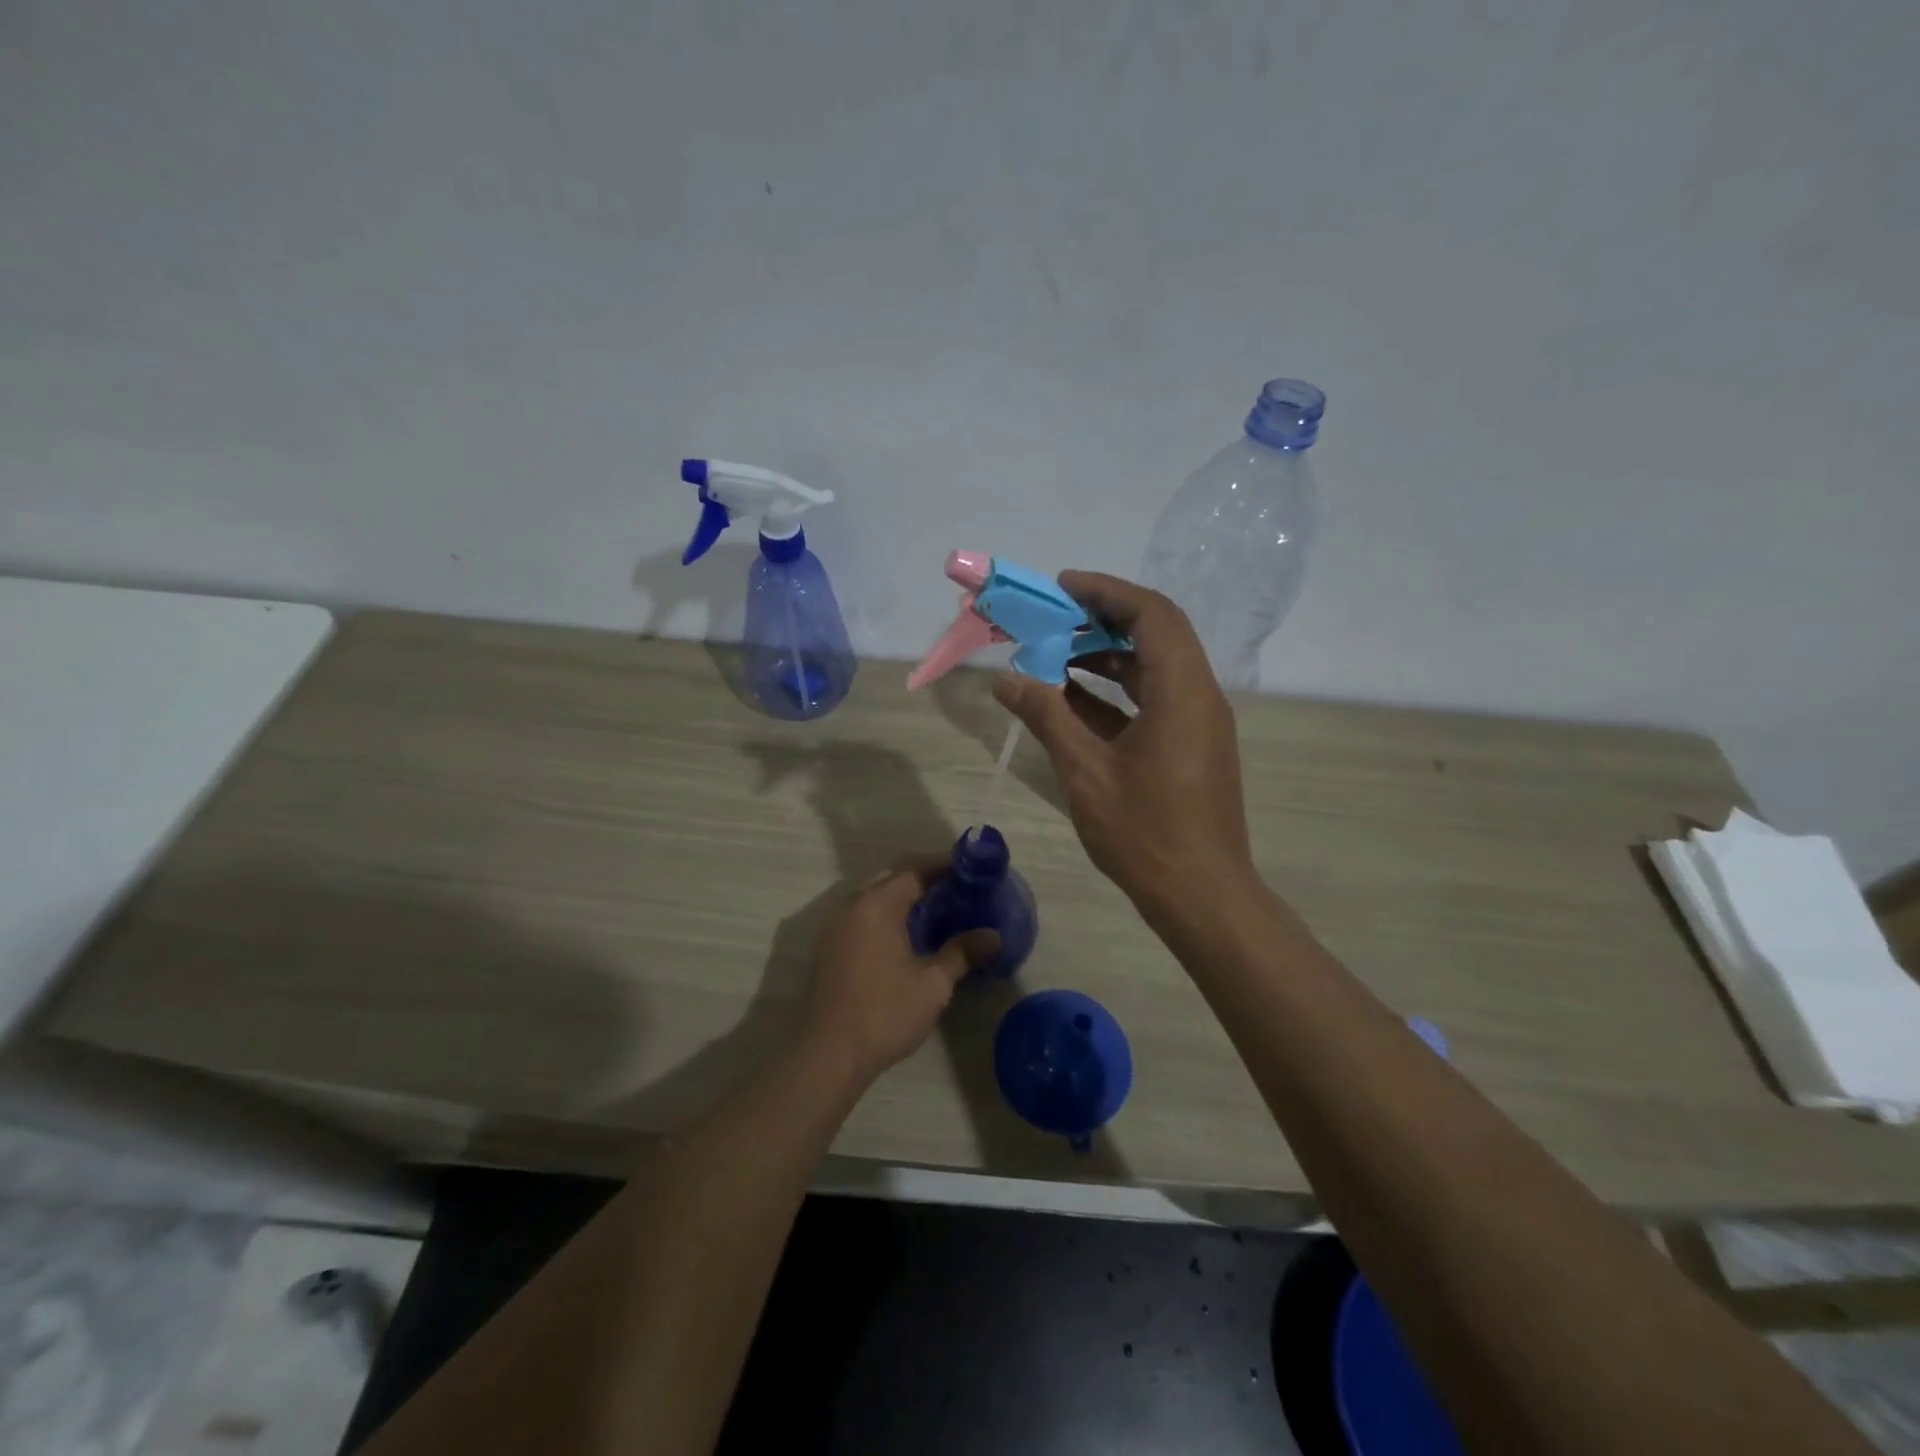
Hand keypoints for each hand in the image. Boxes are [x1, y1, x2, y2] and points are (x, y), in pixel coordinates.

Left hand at [799, 860, 997, 1083]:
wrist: (828, 1055)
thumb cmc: (885, 1014)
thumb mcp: (932, 985)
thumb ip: (962, 953)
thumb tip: (994, 936)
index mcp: (877, 906)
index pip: (913, 869)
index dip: (943, 864)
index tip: (971, 867)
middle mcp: (852, 906)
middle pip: (892, 877)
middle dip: (925, 877)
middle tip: (959, 886)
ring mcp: (837, 927)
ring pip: (876, 896)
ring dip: (905, 896)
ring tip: (939, 907)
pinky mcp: (831, 947)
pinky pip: (864, 914)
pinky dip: (889, 913)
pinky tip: (910, 933)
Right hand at [993, 571, 1254, 919]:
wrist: (1201, 896)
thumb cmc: (1144, 833)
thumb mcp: (1085, 771)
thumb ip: (1046, 716)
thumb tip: (1005, 678)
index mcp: (1181, 692)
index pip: (1151, 614)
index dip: (1106, 592)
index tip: (1062, 588)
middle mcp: (1199, 695)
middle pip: (1157, 633)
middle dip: (1104, 619)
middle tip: (1054, 619)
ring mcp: (1199, 722)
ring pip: (1155, 667)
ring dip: (1108, 656)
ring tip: (1055, 656)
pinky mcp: (1192, 746)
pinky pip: (1155, 700)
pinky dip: (1117, 692)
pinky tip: (1074, 701)